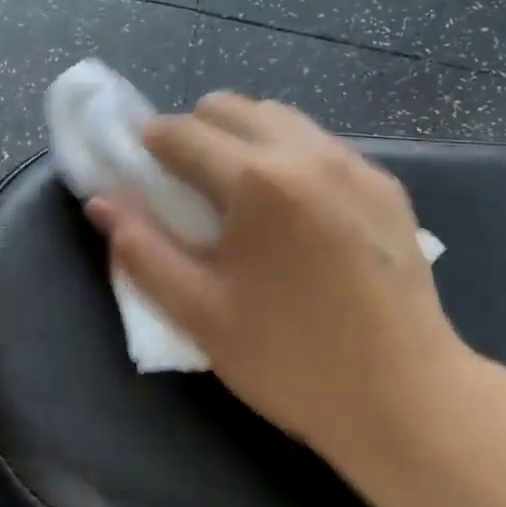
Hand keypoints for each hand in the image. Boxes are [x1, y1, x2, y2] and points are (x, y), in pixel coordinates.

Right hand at [88, 94, 477, 483]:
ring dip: (242, 138)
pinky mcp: (387, 187)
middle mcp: (310, 154)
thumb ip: (141, 248)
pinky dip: (287, 155)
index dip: (148, 142)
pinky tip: (288, 211)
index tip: (135, 163)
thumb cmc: (289, 360)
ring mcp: (357, 166)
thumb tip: (101, 202)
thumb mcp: (197, 311)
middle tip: (182, 183)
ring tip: (235, 193)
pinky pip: (320, 145)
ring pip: (280, 118)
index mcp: (258, 181)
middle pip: (232, 107)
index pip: (183, 132)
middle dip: (194, 132)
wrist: (405, 398)